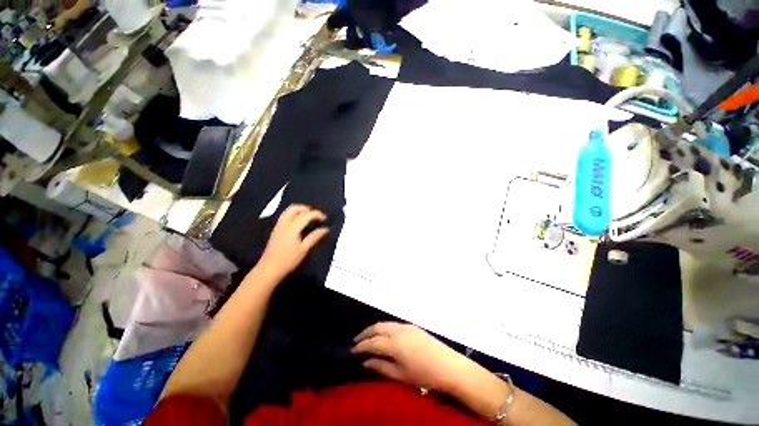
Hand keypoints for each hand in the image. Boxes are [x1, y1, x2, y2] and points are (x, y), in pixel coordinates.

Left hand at [257, 204, 328, 278]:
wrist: (269, 268)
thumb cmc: (288, 260)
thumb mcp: (304, 249)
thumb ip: (314, 237)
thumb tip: (325, 229)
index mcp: (292, 228)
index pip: (306, 215)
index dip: (317, 214)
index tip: (324, 218)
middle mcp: (284, 224)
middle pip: (294, 208)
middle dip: (306, 208)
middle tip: (315, 215)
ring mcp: (278, 226)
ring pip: (288, 211)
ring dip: (300, 210)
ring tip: (309, 217)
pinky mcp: (276, 230)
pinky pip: (285, 216)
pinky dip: (294, 215)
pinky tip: (299, 223)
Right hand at [352, 322, 473, 392]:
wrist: (449, 366)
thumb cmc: (424, 374)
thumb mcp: (400, 375)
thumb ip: (381, 367)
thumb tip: (365, 362)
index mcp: (394, 343)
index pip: (372, 342)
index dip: (360, 346)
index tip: (351, 350)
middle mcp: (398, 330)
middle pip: (377, 327)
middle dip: (365, 333)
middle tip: (356, 341)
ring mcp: (406, 326)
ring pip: (385, 323)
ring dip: (374, 329)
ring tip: (367, 337)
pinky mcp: (412, 326)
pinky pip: (393, 324)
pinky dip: (384, 327)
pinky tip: (383, 334)